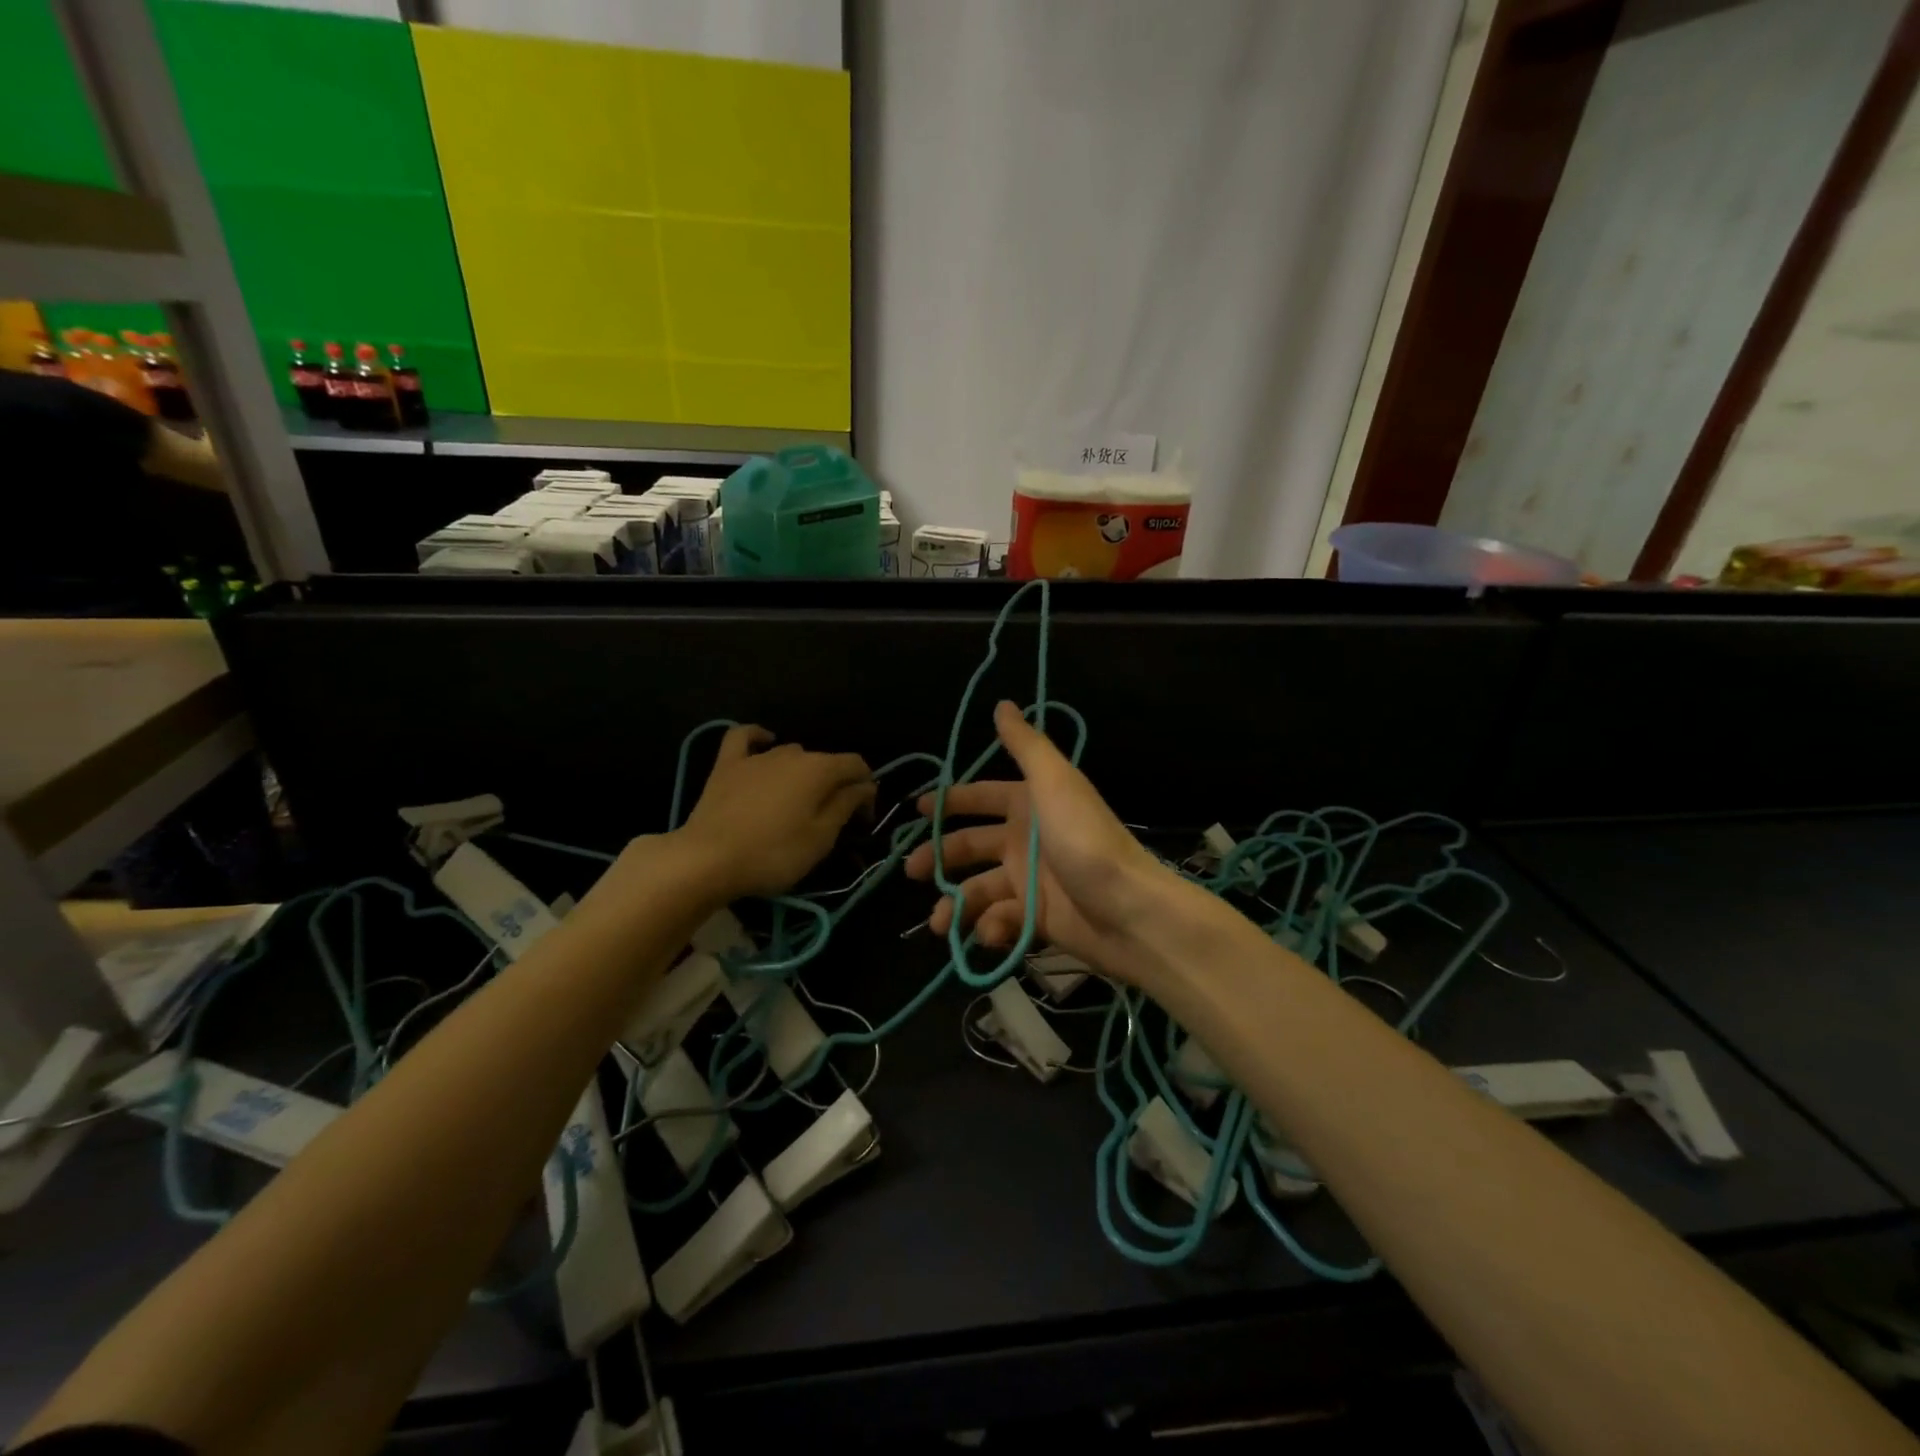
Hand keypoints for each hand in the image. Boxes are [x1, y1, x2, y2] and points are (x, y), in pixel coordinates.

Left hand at [676, 726, 875, 899]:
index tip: (863, 820)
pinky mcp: (727, 765)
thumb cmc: (773, 853)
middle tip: (833, 820)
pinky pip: (745, 738)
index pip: (857, 766)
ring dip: (804, 772)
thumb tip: (865, 786)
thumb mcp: (820, 838)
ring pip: (792, 753)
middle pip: (825, 762)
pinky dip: (759, 737)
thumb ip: (846, 806)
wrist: (707, 860)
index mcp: (820, 770)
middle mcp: (792, 754)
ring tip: (800, 800)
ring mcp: (757, 756)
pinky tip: (765, 742)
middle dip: (836, 785)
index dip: (866, 790)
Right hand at [904, 701, 1178, 981]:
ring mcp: (1029, 882)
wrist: (1128, 910)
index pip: (980, 797)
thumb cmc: (1085, 840)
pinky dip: (990, 928)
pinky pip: (1001, 921)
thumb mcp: (1055, 782)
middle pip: (970, 845)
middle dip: (939, 856)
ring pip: (978, 890)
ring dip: (957, 904)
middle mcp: (1025, 840)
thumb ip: (1025, 745)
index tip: (916, 809)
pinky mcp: (1036, 920)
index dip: (950, 801)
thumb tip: (1003, 704)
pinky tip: (989, 934)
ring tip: (939, 923)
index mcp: (1028, 805)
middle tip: (912, 870)